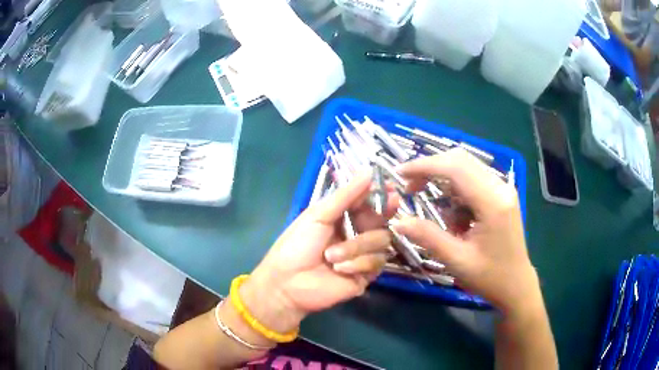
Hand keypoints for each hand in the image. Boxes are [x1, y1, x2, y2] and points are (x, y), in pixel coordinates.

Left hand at [240, 173, 398, 334]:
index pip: (370, 203)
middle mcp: (358, 234)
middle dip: (377, 217)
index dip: (381, 195)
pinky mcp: (367, 275)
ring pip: (382, 241)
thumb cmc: (297, 245)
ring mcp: (364, 255)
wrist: (288, 283)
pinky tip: (339, 269)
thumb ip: (345, 195)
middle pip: (382, 221)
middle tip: (375, 214)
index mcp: (345, 217)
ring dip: (357, 247)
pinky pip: (376, 263)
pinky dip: (358, 263)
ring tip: (331, 256)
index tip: (392, 189)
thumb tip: (368, 171)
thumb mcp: (318, 215)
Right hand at [393, 149, 539, 315]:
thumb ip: (428, 237)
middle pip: (460, 160)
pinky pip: (473, 182)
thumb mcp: (456, 260)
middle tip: (410, 189)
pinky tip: (456, 220)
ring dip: (444, 183)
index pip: (455, 167)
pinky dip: (457, 194)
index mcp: (493, 202)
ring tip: (437, 215)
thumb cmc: (490, 277)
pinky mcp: (501, 195)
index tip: (400, 173)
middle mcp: (500, 187)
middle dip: (431, 169)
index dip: (424, 165)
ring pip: (466, 169)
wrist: (516, 285)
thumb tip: (398, 221)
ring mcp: (503, 189)